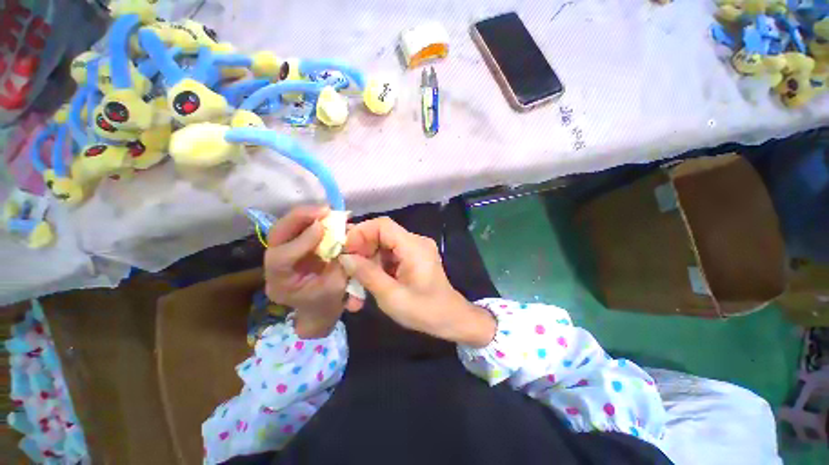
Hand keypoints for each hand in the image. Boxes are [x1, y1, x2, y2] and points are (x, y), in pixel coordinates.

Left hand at [264, 206, 361, 338]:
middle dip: (298, 219)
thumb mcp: (337, 286)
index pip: (280, 259)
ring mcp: (279, 256)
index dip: (301, 241)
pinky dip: (308, 219)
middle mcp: (273, 268)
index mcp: (280, 285)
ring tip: (324, 209)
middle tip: (323, 209)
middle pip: (276, 237)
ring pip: (282, 229)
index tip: (322, 227)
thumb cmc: (328, 302)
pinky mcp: (289, 248)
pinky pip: (293, 229)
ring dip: (303, 215)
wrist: (318, 310)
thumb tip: (345, 236)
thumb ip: (339, 261)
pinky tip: (322, 214)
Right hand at [339, 217, 495, 347]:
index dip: (360, 233)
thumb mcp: (391, 296)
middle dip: (361, 252)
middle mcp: (415, 242)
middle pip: (381, 236)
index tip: (344, 251)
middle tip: (345, 271)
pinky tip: (366, 287)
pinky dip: (376, 269)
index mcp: (413, 246)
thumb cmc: (424, 310)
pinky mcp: (412, 259)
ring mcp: (414, 250)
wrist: (450, 319)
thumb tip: (345, 257)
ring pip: (382, 248)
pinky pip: (389, 257)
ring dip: (367, 265)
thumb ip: (367, 274)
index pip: (383, 225)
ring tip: (353, 287)